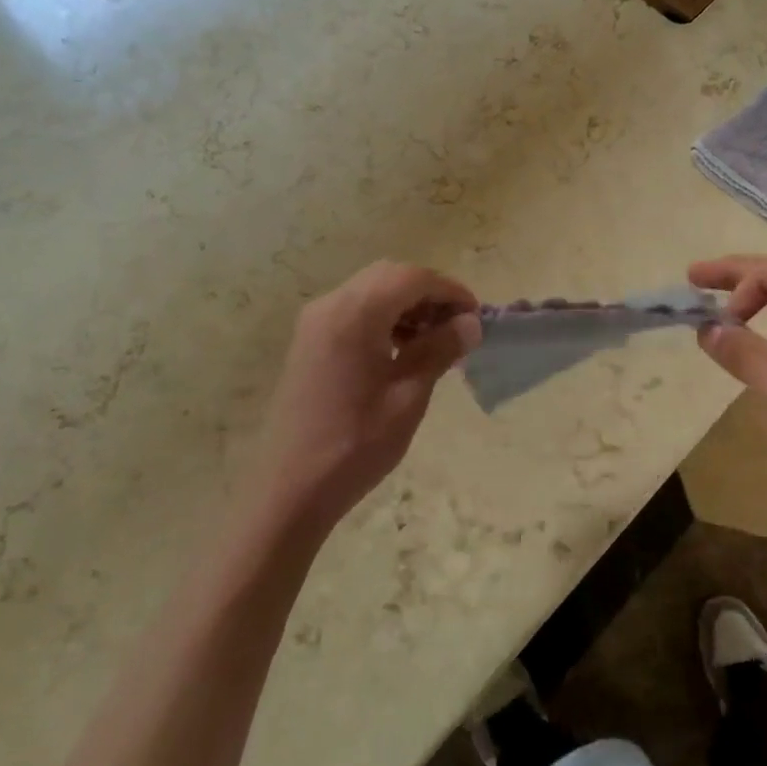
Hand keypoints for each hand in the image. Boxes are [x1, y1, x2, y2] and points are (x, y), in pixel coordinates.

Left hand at [256, 261, 480, 535]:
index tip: (477, 317)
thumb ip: (439, 350)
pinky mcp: (309, 341)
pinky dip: (384, 317)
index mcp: (355, 314)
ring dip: (406, 304)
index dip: (450, 290)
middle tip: (457, 327)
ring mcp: (315, 322)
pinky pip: (354, 310)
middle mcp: (331, 305)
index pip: (412, 278)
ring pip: (371, 290)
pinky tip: (401, 350)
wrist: (290, 489)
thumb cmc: (356, 445)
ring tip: (434, 341)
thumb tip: (471, 323)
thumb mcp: (408, 396)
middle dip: (429, 293)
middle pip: (390, 276)